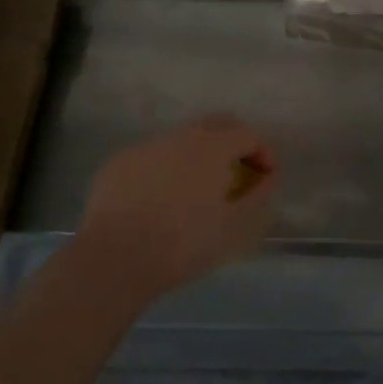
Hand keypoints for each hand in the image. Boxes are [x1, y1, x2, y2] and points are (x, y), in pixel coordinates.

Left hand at [76, 115, 277, 305]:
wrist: (114, 259)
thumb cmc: (183, 243)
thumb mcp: (234, 226)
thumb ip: (258, 195)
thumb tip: (268, 177)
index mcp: (213, 147)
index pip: (249, 134)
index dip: (264, 153)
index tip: (266, 178)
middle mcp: (180, 136)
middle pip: (217, 124)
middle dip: (234, 142)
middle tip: (238, 173)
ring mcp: (146, 146)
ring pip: (182, 138)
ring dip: (199, 154)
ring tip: (198, 187)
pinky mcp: (118, 162)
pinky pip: (153, 156)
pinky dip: (167, 168)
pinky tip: (161, 198)